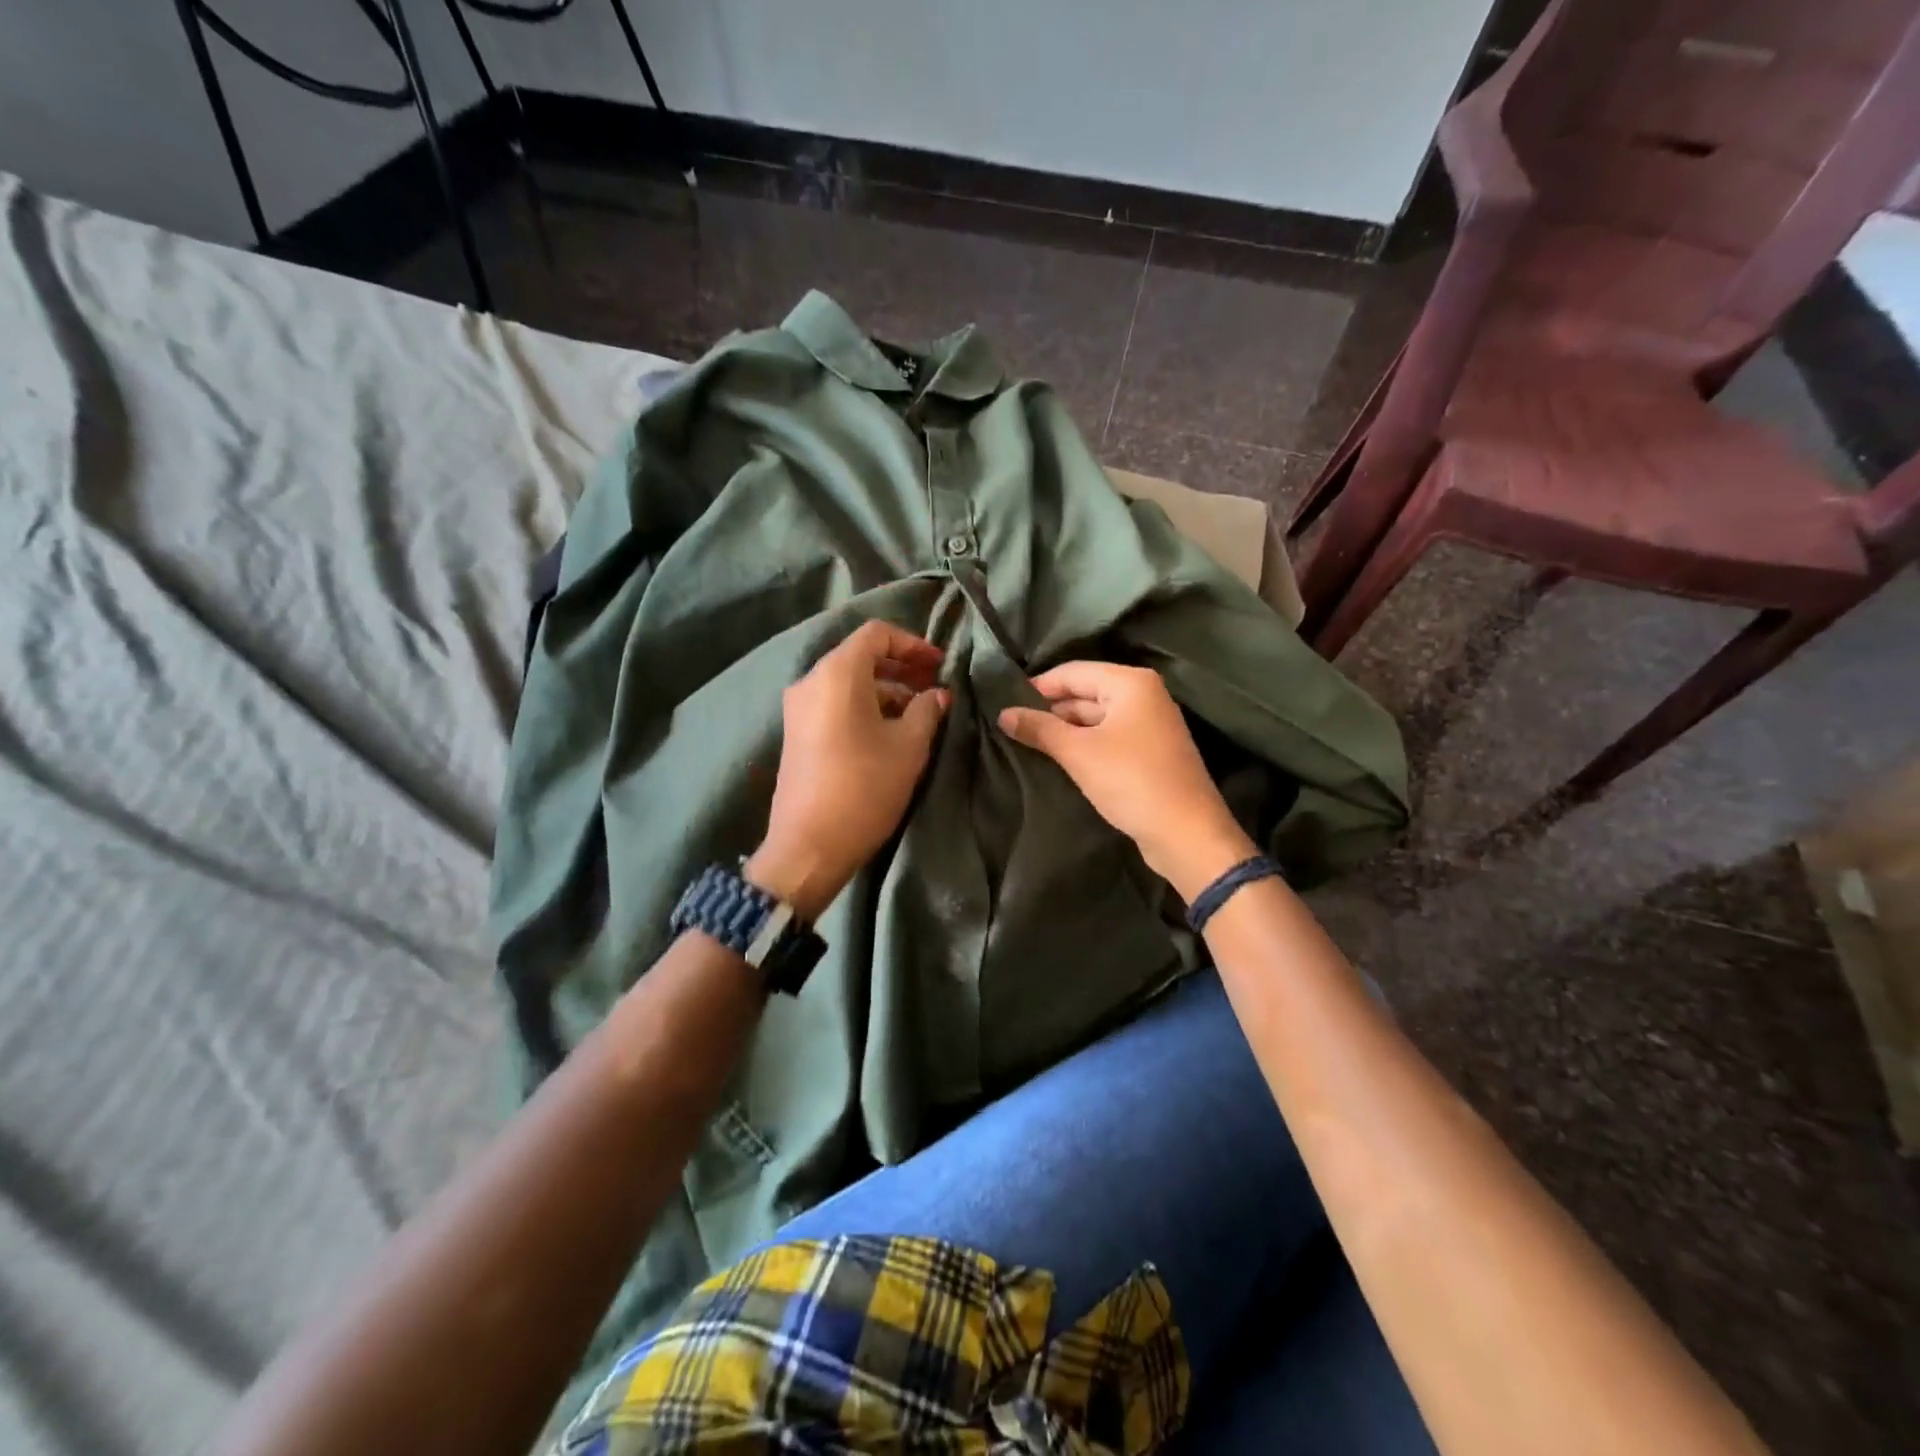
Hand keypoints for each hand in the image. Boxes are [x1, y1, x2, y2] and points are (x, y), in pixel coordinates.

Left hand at [746, 621, 949, 920]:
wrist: (809, 845)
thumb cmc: (865, 787)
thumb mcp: (908, 746)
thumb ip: (927, 709)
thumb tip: (937, 694)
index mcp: (837, 673)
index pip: (876, 634)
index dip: (913, 643)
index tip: (940, 665)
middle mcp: (811, 681)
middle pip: (860, 656)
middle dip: (901, 667)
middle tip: (934, 686)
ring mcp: (798, 708)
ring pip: (848, 682)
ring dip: (885, 690)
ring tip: (919, 713)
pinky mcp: (796, 733)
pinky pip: (834, 704)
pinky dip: (864, 706)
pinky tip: (890, 731)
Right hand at [998, 662, 1254, 900]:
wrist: (1186, 833)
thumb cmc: (1131, 781)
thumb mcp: (1078, 753)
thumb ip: (1040, 729)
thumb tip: (1004, 714)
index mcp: (1131, 683)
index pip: (1073, 672)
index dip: (1037, 686)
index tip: (1004, 704)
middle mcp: (1144, 696)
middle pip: (1085, 692)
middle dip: (1050, 710)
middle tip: (1012, 726)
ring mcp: (1150, 725)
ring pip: (1096, 718)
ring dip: (1065, 730)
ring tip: (1027, 744)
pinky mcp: (1150, 753)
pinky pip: (1108, 738)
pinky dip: (1084, 745)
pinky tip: (1058, 759)